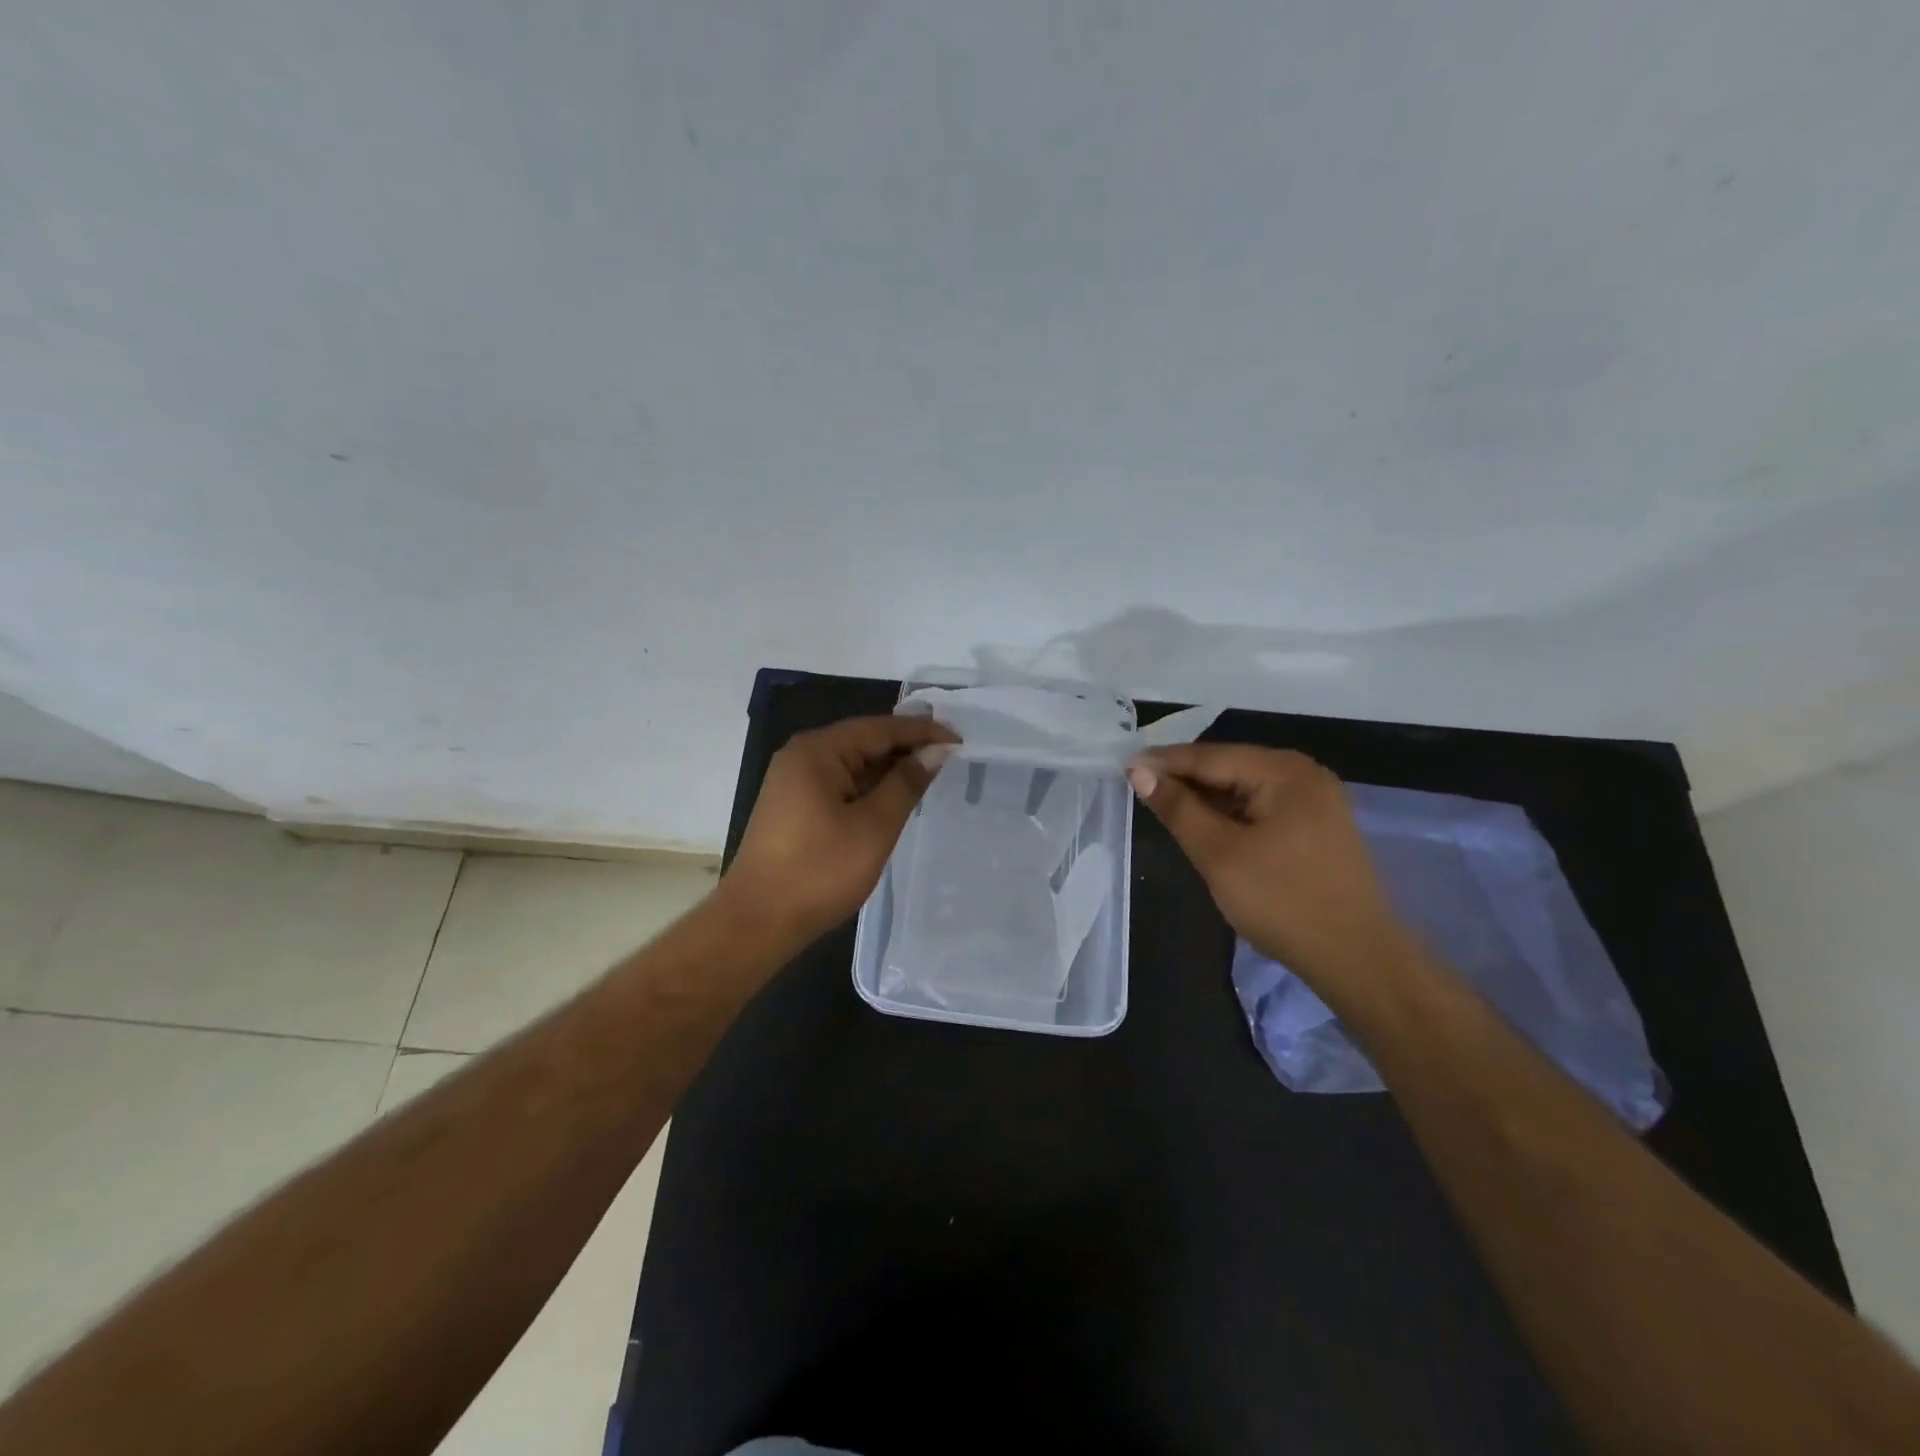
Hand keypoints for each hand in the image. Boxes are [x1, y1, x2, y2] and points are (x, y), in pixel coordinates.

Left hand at [720, 715, 957, 941]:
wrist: (757, 922)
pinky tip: (894, 797)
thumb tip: (936, 751)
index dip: (922, 732)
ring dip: (889, 768)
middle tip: (951, 756)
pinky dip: (869, 787)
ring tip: (930, 774)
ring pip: (852, 763)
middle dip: (907, 747)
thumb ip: (906, 783)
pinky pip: (840, 783)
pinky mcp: (793, 806)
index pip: (879, 728)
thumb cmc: (820, 871)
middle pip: (864, 740)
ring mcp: (793, 781)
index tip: (960, 740)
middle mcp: (802, 756)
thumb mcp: (873, 826)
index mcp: (818, 751)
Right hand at [1128, 744, 1410, 987]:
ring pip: (1245, 788)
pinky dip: (1230, 814)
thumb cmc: (1282, 902)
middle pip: (1229, 767)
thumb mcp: (1219, 853)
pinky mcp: (1317, 827)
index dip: (1163, 761)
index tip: (1123, 766)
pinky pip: (1262, 807)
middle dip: (1184, 779)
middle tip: (1137, 787)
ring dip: (1206, 798)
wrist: (1357, 959)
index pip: (1210, 756)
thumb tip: (1139, 770)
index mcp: (1284, 771)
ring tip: (1163, 806)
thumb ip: (1178, 808)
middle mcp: (1304, 774)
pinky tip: (1206, 826)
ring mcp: (1316, 801)